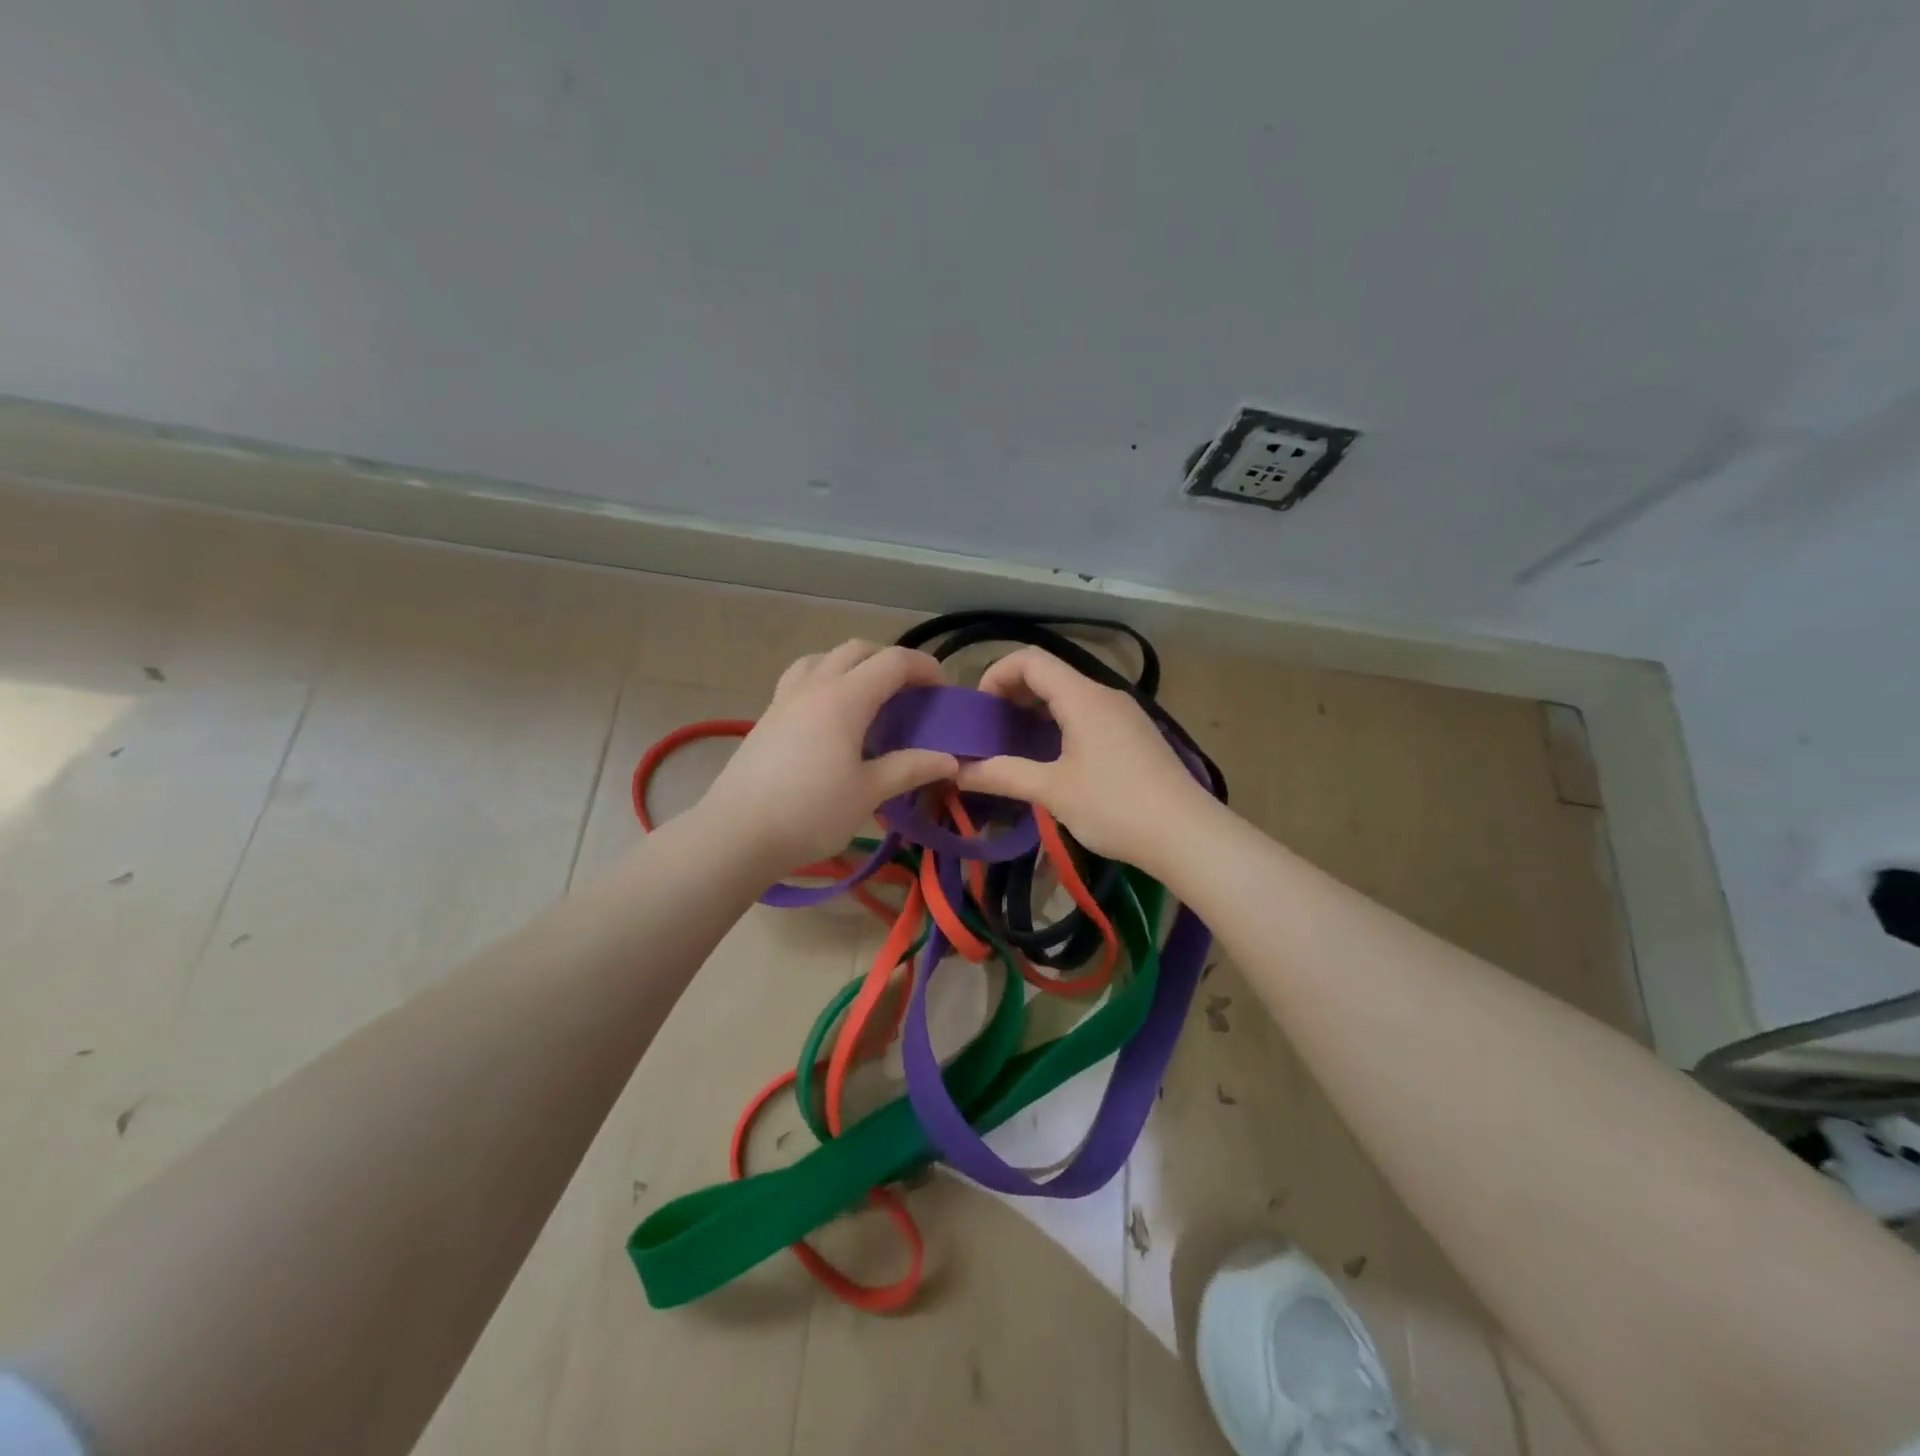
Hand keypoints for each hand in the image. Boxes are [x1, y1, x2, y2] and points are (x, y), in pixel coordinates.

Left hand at [696, 640, 958, 874]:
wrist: (737, 834)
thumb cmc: (810, 812)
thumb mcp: (868, 793)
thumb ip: (910, 769)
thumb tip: (951, 760)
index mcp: (844, 698)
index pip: (893, 662)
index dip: (925, 668)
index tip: (943, 691)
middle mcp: (814, 686)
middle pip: (858, 650)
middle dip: (891, 661)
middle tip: (911, 693)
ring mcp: (785, 698)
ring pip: (824, 658)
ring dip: (854, 665)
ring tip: (869, 697)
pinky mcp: (767, 716)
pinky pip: (802, 678)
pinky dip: (827, 680)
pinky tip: (830, 718)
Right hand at [955, 647, 1208, 868]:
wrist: (1187, 835)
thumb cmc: (1115, 807)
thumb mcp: (1053, 791)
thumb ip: (1003, 775)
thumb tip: (957, 771)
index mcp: (1083, 697)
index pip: (1030, 659)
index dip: (996, 674)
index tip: (979, 710)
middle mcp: (1105, 695)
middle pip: (1050, 674)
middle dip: (1012, 693)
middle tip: (989, 728)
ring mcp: (1124, 714)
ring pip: (1070, 695)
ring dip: (1036, 710)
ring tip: (1014, 743)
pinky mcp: (1134, 735)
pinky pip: (1088, 714)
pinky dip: (1060, 723)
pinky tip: (1052, 757)